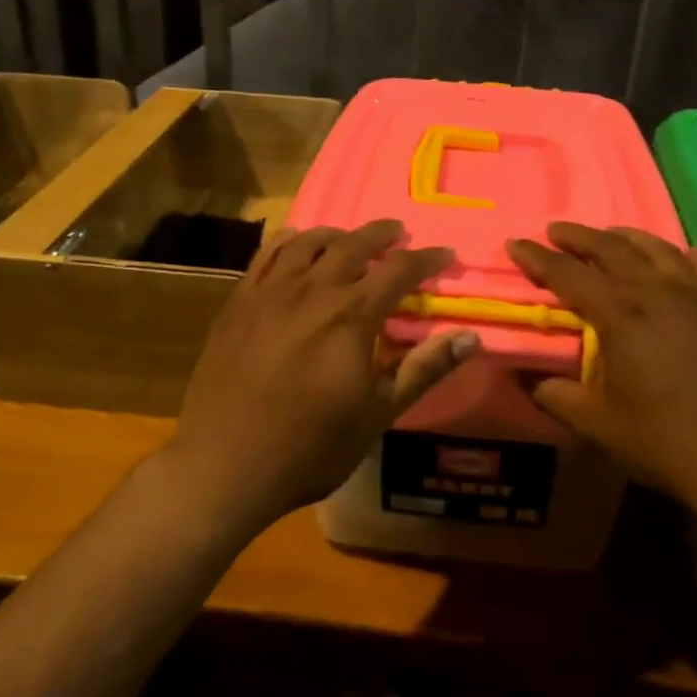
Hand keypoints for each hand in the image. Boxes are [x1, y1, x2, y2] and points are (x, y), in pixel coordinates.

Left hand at [170, 219, 478, 526]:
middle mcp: (312, 290)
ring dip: (336, 234)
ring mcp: (270, 292)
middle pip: (353, 245)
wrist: (224, 464)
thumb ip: (423, 369)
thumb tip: (471, 337)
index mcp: (351, 316)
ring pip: (308, 243)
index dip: (426, 259)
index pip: (398, 271)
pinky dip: (287, 241)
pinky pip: (265, 255)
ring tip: (349, 237)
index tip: (444, 254)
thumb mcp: (377, 413)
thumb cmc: (310, 446)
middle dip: (381, 235)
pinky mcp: (238, 302)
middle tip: (398, 232)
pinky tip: (294, 241)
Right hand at [505, 223, 696, 504]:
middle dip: (579, 236)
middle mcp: (656, 294)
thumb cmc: (662, 440)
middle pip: (612, 248)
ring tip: (607, 234)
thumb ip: (556, 396)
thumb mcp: (597, 424)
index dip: (539, 258)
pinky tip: (679, 255)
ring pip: (656, 249)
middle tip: (555, 230)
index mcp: (620, 316)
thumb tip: (526, 380)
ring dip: (625, 237)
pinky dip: (683, 255)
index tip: (516, 244)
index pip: (569, 275)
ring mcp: (695, 298)